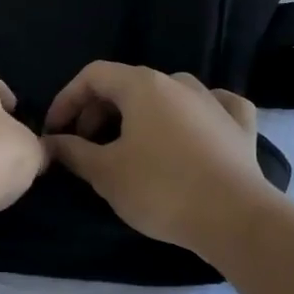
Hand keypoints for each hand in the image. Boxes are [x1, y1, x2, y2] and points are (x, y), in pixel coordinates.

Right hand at [43, 62, 273, 252]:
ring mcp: (214, 101)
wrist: (235, 218)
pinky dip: (194, 116)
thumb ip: (73, 152)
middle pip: (128, 84)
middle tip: (85, 147)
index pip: (93, 75)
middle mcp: (179, 82)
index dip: (67, 100)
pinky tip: (193, 129)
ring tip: (129, 145)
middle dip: (98, 112)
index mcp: (142, 86)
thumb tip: (51, 142)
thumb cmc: (160, 189)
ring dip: (141, 114)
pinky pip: (212, 108)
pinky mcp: (241, 126)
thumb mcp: (105, 173)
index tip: (55, 132)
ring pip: (168, 95)